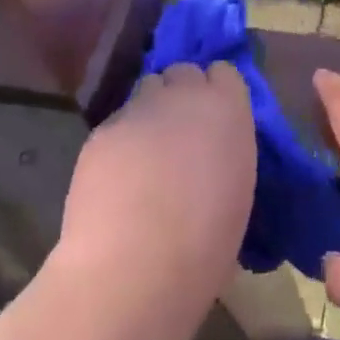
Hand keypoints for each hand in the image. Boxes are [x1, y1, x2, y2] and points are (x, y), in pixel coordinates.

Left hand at [58, 61, 254, 298]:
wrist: (136, 267)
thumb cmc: (206, 243)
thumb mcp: (238, 190)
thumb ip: (226, 154)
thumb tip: (212, 156)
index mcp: (228, 109)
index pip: (225, 72)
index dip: (218, 93)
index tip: (215, 120)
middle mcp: (185, 96)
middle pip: (183, 72)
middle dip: (181, 93)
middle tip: (180, 132)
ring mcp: (139, 109)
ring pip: (146, 90)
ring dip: (150, 110)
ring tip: (146, 151)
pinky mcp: (101, 131)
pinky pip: (117, 123)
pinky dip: (120, 141)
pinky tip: (117, 177)